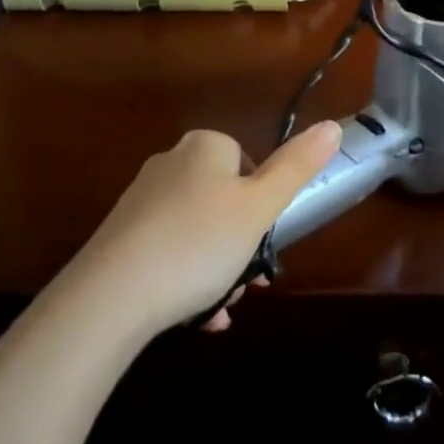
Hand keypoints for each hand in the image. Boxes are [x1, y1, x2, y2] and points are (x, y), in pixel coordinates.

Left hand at [71, 121, 341, 335]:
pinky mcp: (119, 238)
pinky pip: (167, 253)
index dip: (262, 204)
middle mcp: (170, 163)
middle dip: (241, 244)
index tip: (264, 240)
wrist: (110, 297)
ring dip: (217, 268)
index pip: (248, 163)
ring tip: (221, 309)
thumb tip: (333, 125)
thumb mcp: (260, 207)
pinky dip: (186, 279)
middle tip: (247, 282)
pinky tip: (196, 317)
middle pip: (224, 200)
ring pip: (198, 231)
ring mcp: (141, 201)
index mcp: (205, 146)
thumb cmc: (199, 243)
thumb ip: (297, 166)